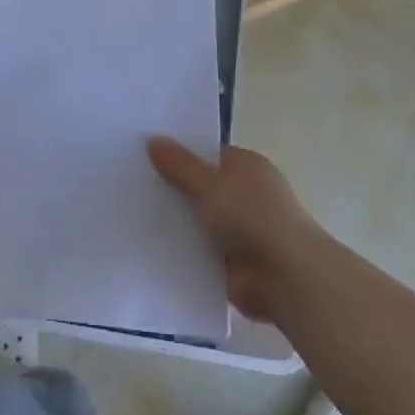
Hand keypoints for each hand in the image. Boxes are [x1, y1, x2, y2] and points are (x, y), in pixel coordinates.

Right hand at [147, 138, 326, 321]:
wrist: (285, 275)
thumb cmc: (251, 216)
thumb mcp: (209, 184)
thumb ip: (180, 165)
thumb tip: (154, 140)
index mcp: (246, 166)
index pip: (207, 153)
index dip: (178, 153)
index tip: (144, 155)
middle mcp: (245, 193)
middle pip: (201, 186)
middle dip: (172, 188)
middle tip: (130, 184)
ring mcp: (240, 228)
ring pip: (198, 219)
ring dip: (176, 221)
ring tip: (131, 213)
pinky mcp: (232, 260)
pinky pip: (199, 248)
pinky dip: (183, 249)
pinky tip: (149, 245)